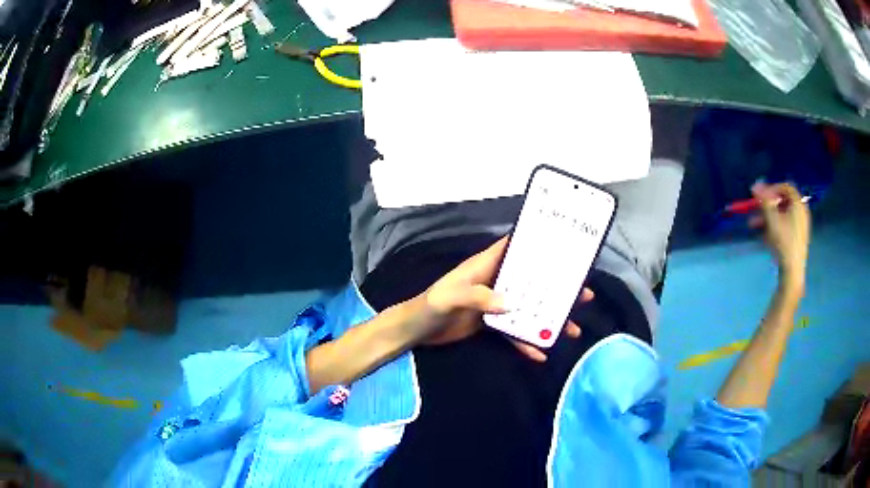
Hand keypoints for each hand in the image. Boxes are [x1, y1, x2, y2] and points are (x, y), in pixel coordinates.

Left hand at [408, 236, 593, 361]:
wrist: (416, 331)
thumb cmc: (429, 306)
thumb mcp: (449, 297)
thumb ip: (477, 297)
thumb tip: (512, 304)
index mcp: (485, 266)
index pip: (514, 248)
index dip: (537, 244)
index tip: (566, 246)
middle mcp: (495, 282)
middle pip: (531, 282)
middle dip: (556, 288)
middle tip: (583, 295)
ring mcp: (495, 304)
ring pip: (528, 309)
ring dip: (549, 318)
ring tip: (572, 329)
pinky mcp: (491, 324)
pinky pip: (514, 332)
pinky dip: (526, 342)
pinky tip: (541, 354)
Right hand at [749, 182, 810, 289]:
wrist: (792, 271)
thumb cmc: (784, 241)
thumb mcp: (771, 218)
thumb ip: (764, 200)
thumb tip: (755, 184)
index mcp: (798, 204)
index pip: (785, 187)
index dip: (772, 188)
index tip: (761, 195)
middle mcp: (801, 212)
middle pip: (782, 202)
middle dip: (767, 205)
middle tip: (755, 209)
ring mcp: (800, 226)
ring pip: (781, 216)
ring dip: (767, 217)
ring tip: (753, 225)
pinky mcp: (796, 239)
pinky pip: (784, 226)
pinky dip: (773, 227)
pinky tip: (762, 235)